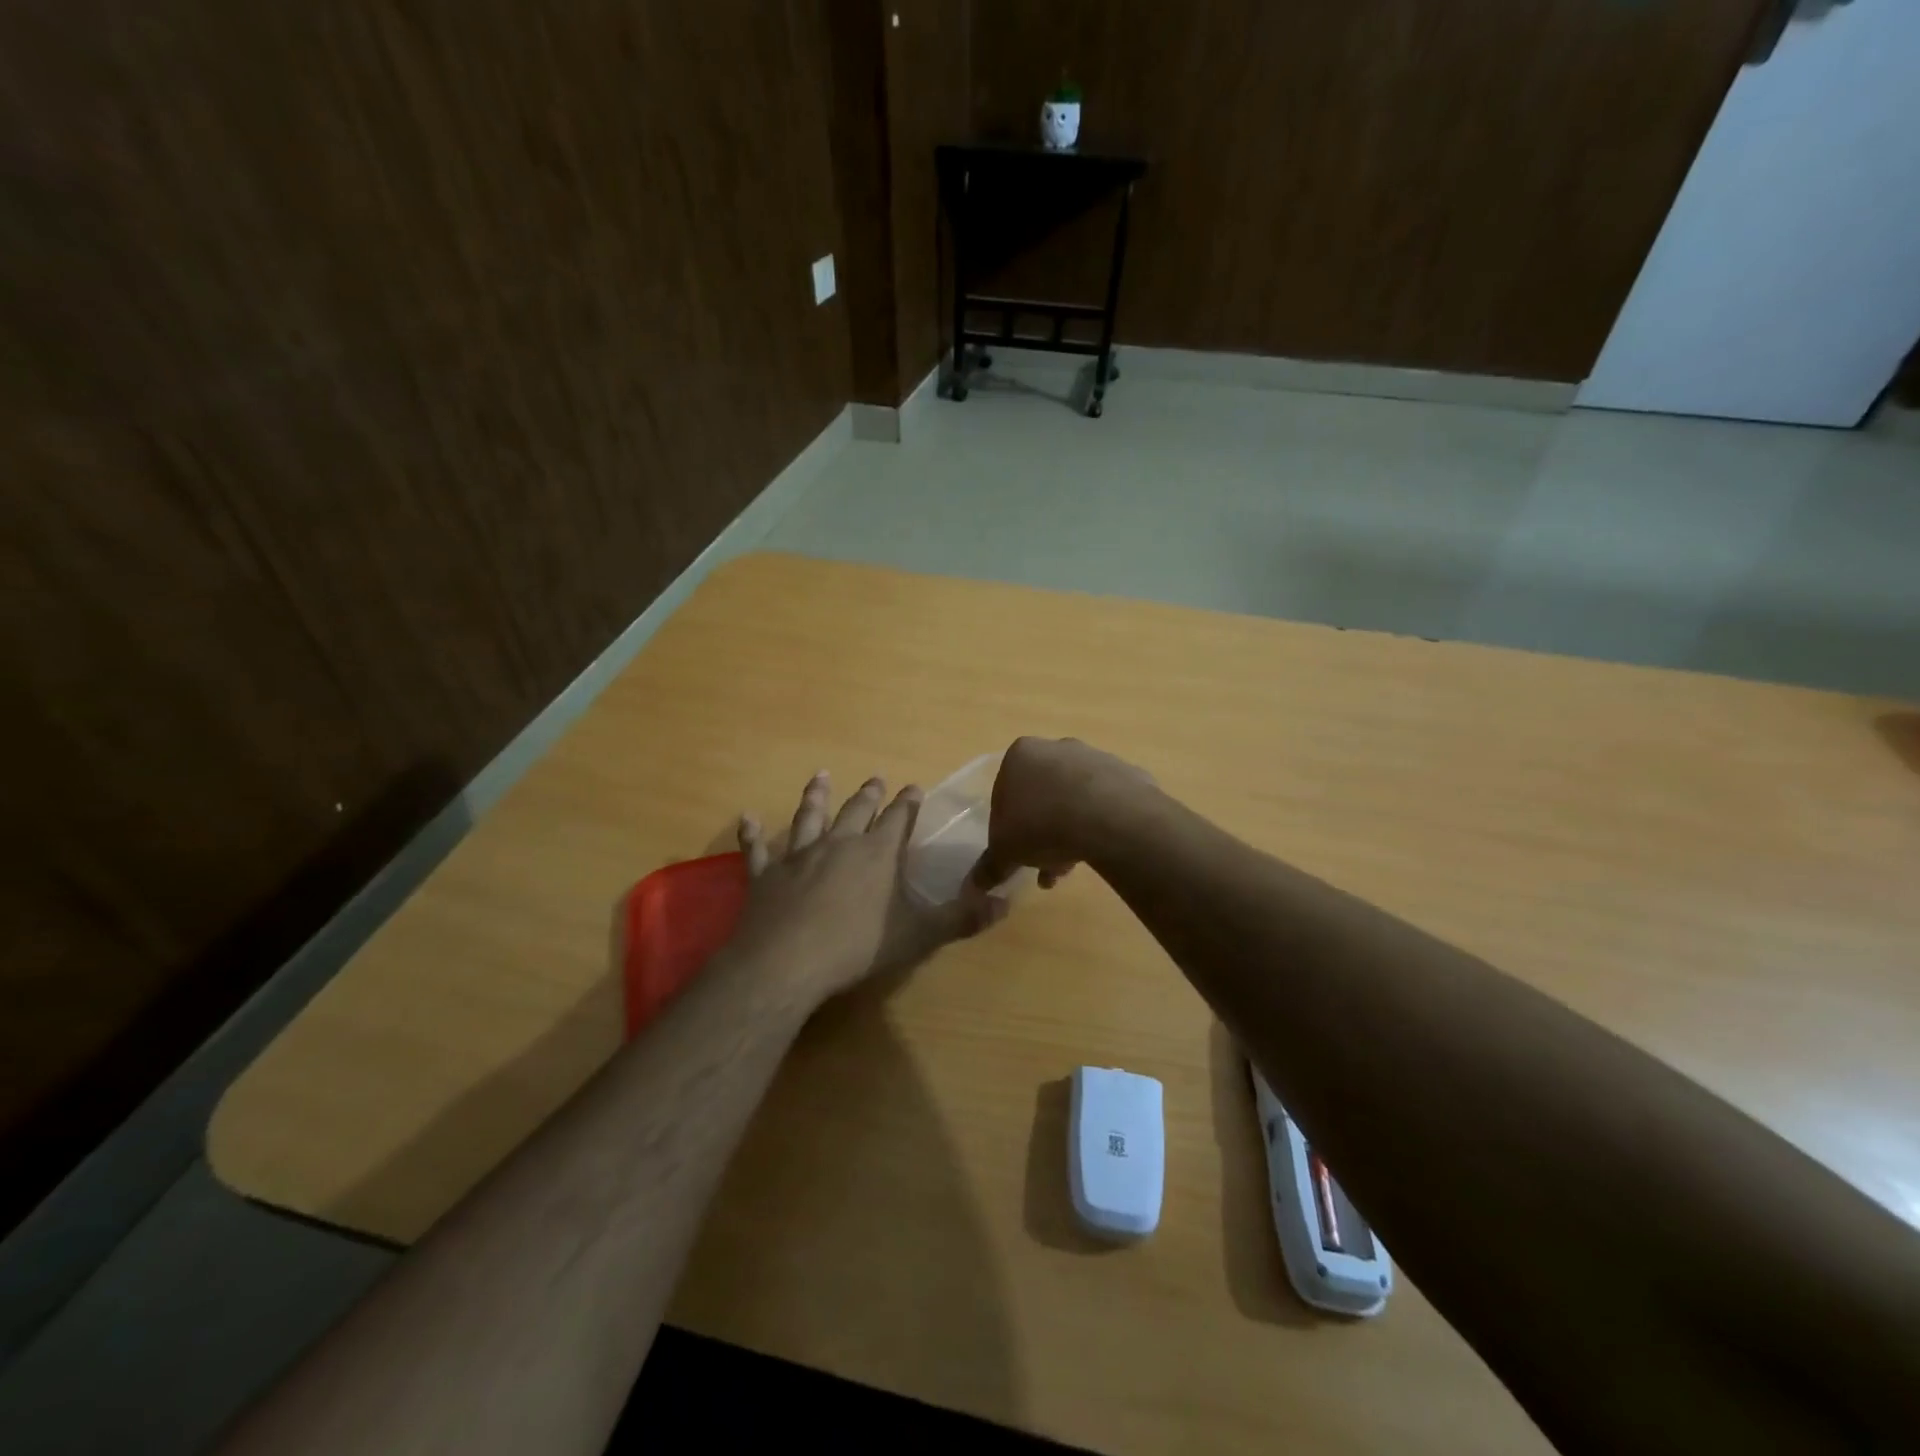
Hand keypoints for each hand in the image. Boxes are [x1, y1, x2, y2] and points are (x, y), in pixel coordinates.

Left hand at [729, 772, 994, 1006]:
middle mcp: (839, 844)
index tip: (913, 787)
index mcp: (877, 854)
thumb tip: (1005, 903)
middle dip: (869, 794)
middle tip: (875, 777)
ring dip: (814, 796)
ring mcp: (798, 857)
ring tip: (819, 776)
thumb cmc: (858, 947)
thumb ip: (962, 918)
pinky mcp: (765, 876)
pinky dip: (751, 834)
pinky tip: (746, 818)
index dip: (907, 803)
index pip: (898, 819)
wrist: (787, 962)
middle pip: (856, 810)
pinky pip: (757, 850)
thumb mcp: (919, 935)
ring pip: (808, 817)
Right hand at [966, 737, 1152, 895]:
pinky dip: (1100, 824)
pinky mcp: (1127, 773)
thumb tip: (975, 884)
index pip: (1006, 792)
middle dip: (1041, 831)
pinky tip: (1099, 849)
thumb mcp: (1005, 851)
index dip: (1008, 825)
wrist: (1108, 818)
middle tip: (1043, 864)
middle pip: (1043, 795)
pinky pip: (1106, 803)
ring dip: (1069, 831)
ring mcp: (1095, 757)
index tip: (1016, 851)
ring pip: (1074, 800)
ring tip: (1070, 866)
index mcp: (1021, 755)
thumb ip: (990, 865)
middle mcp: (1057, 748)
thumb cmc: (1041, 825)